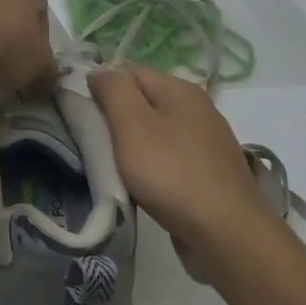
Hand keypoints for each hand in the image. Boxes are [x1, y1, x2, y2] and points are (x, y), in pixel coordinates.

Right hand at [88, 65, 278, 282]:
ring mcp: (206, 143)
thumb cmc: (172, 174)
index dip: (100, 87)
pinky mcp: (208, 173)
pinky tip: (140, 186)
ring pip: (155, 133)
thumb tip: (98, 70)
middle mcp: (198, 109)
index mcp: (181, 90)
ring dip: (131, 146)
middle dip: (115, 119)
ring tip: (111, 166)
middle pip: (142, 102)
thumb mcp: (133, 126)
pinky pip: (168, 159)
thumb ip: (113, 91)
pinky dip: (151, 167)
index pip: (128, 72)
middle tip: (91, 142)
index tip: (79, 113)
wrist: (226, 234)